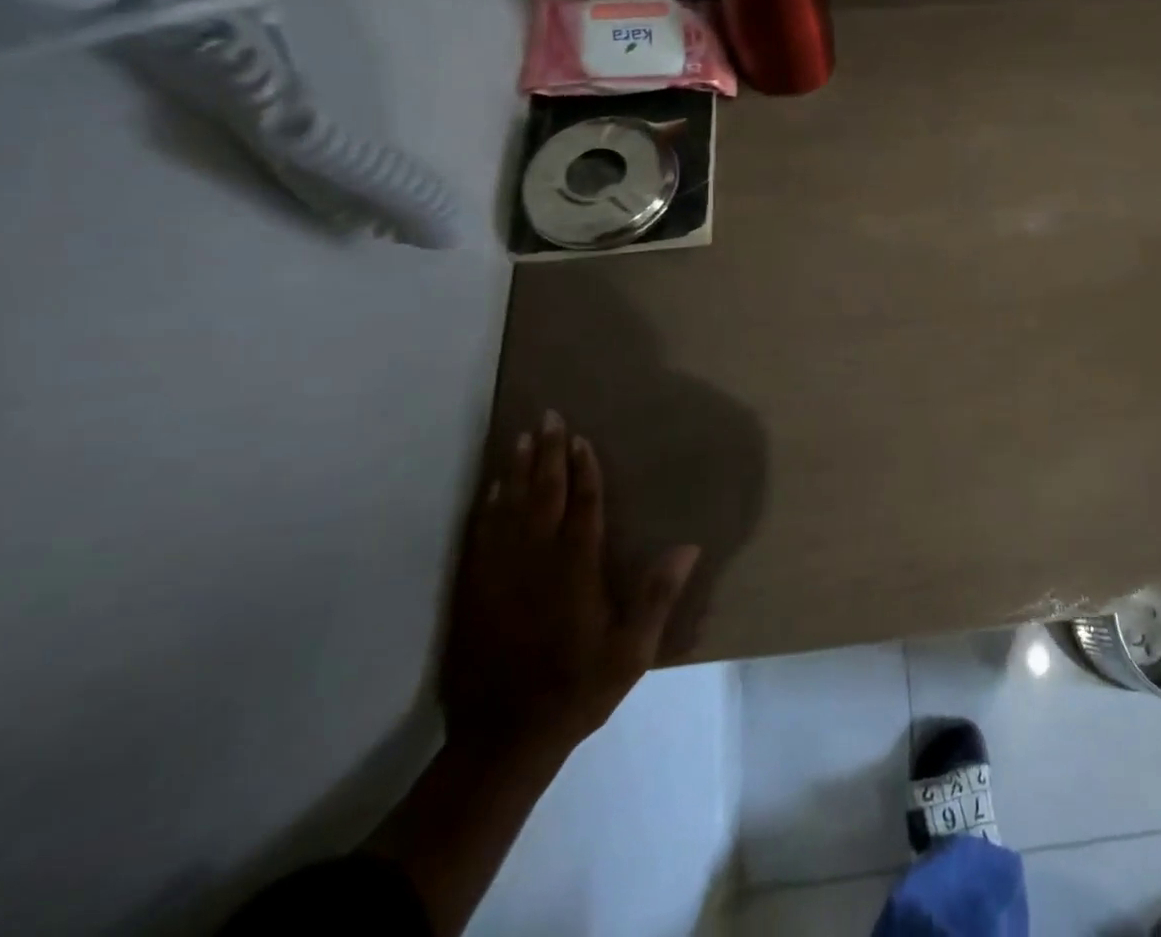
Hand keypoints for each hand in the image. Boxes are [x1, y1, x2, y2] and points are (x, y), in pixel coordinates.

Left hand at [441, 410, 698, 760]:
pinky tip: (489, 491)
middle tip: (548, 418)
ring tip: (519, 439)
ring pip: (507, 511)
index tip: (581, 439)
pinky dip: (486, 510)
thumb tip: (688, 546)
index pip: (583, 508)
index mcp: (576, 572)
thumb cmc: (576, 690)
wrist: (502, 742)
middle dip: (547, 455)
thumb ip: (657, 597)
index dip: (584, 471)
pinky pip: (479, 539)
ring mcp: (499, 578)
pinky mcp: (473, 595)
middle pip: (543, 497)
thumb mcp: (632, 652)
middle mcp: (536, 564)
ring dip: (515, 472)